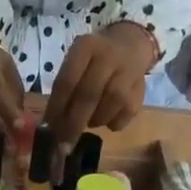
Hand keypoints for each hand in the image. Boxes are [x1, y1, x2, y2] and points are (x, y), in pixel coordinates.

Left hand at [43, 22, 156, 141]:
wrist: (130, 44)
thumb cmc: (94, 60)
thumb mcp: (76, 62)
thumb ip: (64, 89)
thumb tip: (50, 125)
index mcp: (86, 47)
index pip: (67, 82)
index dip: (57, 108)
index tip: (49, 129)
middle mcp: (108, 57)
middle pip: (88, 96)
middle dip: (73, 123)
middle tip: (64, 144)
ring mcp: (128, 73)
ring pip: (109, 107)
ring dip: (95, 121)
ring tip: (89, 121)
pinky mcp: (141, 90)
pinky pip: (125, 115)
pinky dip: (113, 123)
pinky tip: (107, 119)